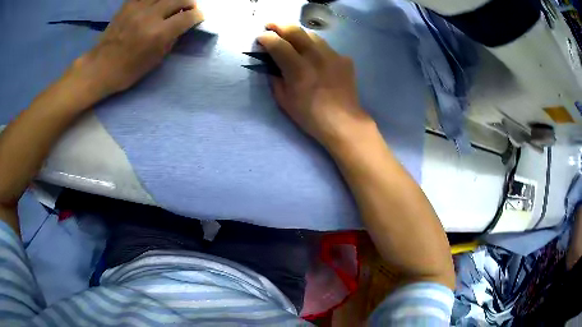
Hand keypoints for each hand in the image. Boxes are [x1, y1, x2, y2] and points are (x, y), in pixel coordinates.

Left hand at [77, 0, 203, 95]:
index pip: (188, 17)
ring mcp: (138, 7)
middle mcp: (150, 16)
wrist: (101, 67)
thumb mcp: (155, 60)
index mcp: (158, 34)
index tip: (199, 17)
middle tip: (189, 8)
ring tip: (173, 4)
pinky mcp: (128, 4)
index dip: (198, 16)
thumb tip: (181, 26)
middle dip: (190, 2)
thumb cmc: (128, 70)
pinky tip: (157, 4)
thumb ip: (171, 39)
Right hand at [258, 24, 374, 149]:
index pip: (278, 44)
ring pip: (312, 34)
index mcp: (298, 70)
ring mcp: (333, 55)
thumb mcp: (284, 101)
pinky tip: (313, 55)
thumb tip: (271, 64)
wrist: (344, 122)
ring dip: (298, 33)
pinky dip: (314, 47)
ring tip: (291, 38)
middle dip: (279, 25)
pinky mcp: (344, 59)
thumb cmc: (310, 116)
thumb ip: (275, 78)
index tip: (260, 38)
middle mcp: (316, 57)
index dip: (266, 38)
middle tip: (270, 26)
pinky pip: (325, 46)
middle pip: (295, 30)